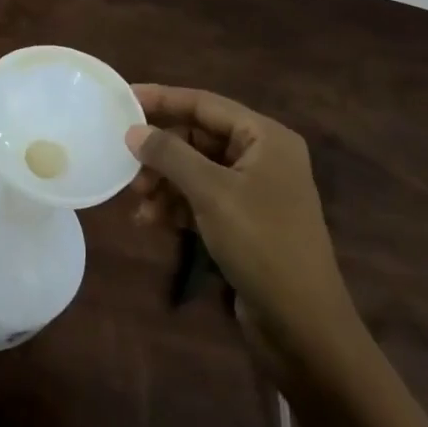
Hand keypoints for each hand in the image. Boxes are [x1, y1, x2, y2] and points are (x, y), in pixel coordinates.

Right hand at [127, 85, 355, 364]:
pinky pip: (202, 199)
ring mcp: (254, 192)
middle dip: (161, 152)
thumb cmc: (262, 245)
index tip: (123, 99)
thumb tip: (133, 131)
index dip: (163, 99)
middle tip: (127, 165)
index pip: (205, 104)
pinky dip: (177, 206)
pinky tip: (151, 221)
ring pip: (196, 170)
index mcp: (265, 138)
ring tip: (138, 201)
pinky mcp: (244, 223)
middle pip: (198, 137)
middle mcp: (262, 157)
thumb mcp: (211, 193)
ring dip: (165, 182)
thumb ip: (170, 155)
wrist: (304, 328)